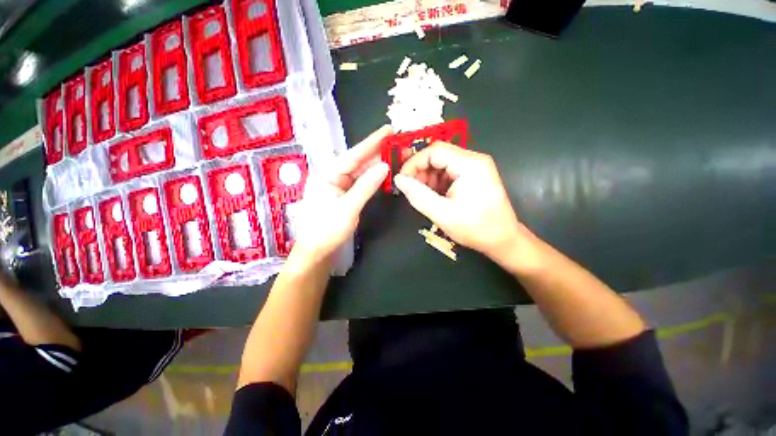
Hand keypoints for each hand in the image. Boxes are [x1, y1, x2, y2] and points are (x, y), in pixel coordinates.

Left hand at [290, 126, 390, 264]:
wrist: (317, 252)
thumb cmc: (327, 230)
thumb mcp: (348, 208)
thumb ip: (366, 186)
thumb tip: (384, 167)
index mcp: (327, 175)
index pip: (353, 155)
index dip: (371, 142)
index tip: (388, 130)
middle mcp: (332, 176)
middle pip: (358, 161)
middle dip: (378, 153)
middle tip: (398, 143)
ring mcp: (339, 186)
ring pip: (361, 172)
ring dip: (377, 165)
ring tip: (396, 155)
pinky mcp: (345, 195)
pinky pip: (361, 183)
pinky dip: (373, 178)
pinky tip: (385, 172)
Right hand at [394, 142, 524, 264]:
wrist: (503, 239)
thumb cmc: (475, 228)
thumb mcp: (442, 213)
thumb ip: (418, 195)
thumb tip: (398, 179)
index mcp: (470, 165)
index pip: (434, 151)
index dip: (414, 163)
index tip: (402, 180)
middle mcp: (474, 159)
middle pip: (439, 154)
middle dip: (420, 170)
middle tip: (410, 188)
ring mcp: (476, 167)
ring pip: (442, 163)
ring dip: (428, 177)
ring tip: (421, 194)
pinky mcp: (474, 175)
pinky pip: (449, 171)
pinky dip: (437, 181)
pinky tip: (434, 195)